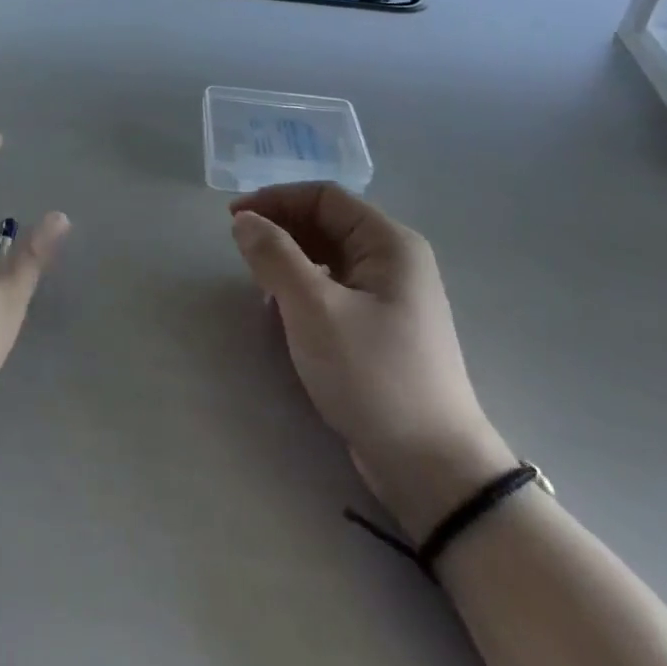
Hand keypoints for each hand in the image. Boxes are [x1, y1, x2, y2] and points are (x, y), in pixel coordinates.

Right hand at [230, 183, 515, 537]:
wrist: (432, 468)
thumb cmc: (373, 375)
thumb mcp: (314, 309)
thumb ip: (275, 256)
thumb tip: (245, 220)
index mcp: (389, 243)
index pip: (324, 197)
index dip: (276, 199)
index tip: (234, 219)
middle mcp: (395, 260)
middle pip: (327, 222)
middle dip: (281, 229)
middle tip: (240, 250)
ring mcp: (391, 296)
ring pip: (328, 256)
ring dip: (289, 259)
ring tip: (257, 280)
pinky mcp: (382, 328)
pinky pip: (335, 287)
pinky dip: (304, 288)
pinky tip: (283, 310)